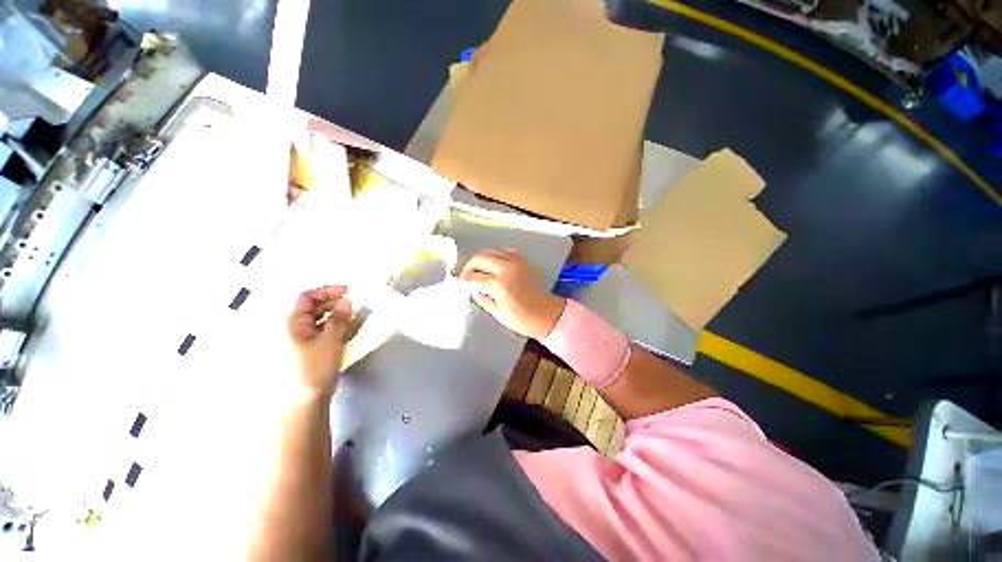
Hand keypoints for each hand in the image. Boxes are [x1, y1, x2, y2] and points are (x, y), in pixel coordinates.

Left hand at [286, 286, 353, 398]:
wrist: (305, 403)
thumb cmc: (313, 369)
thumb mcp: (330, 340)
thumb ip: (339, 319)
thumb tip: (346, 301)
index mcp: (292, 323)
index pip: (308, 298)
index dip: (328, 291)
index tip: (348, 291)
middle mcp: (294, 330)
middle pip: (315, 309)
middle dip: (336, 306)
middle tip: (354, 309)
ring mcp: (302, 341)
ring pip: (321, 321)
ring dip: (339, 318)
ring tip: (354, 323)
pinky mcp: (310, 352)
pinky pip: (324, 334)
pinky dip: (336, 330)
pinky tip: (348, 335)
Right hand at [461, 248, 565, 338]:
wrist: (546, 314)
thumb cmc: (521, 319)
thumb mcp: (497, 313)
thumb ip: (481, 298)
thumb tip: (471, 288)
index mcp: (500, 285)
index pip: (474, 277)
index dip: (463, 280)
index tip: (458, 284)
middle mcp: (507, 269)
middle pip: (480, 258)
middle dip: (469, 266)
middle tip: (466, 276)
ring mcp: (516, 262)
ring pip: (491, 252)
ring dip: (481, 260)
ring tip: (478, 270)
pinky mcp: (523, 261)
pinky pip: (505, 251)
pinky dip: (496, 255)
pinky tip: (494, 265)